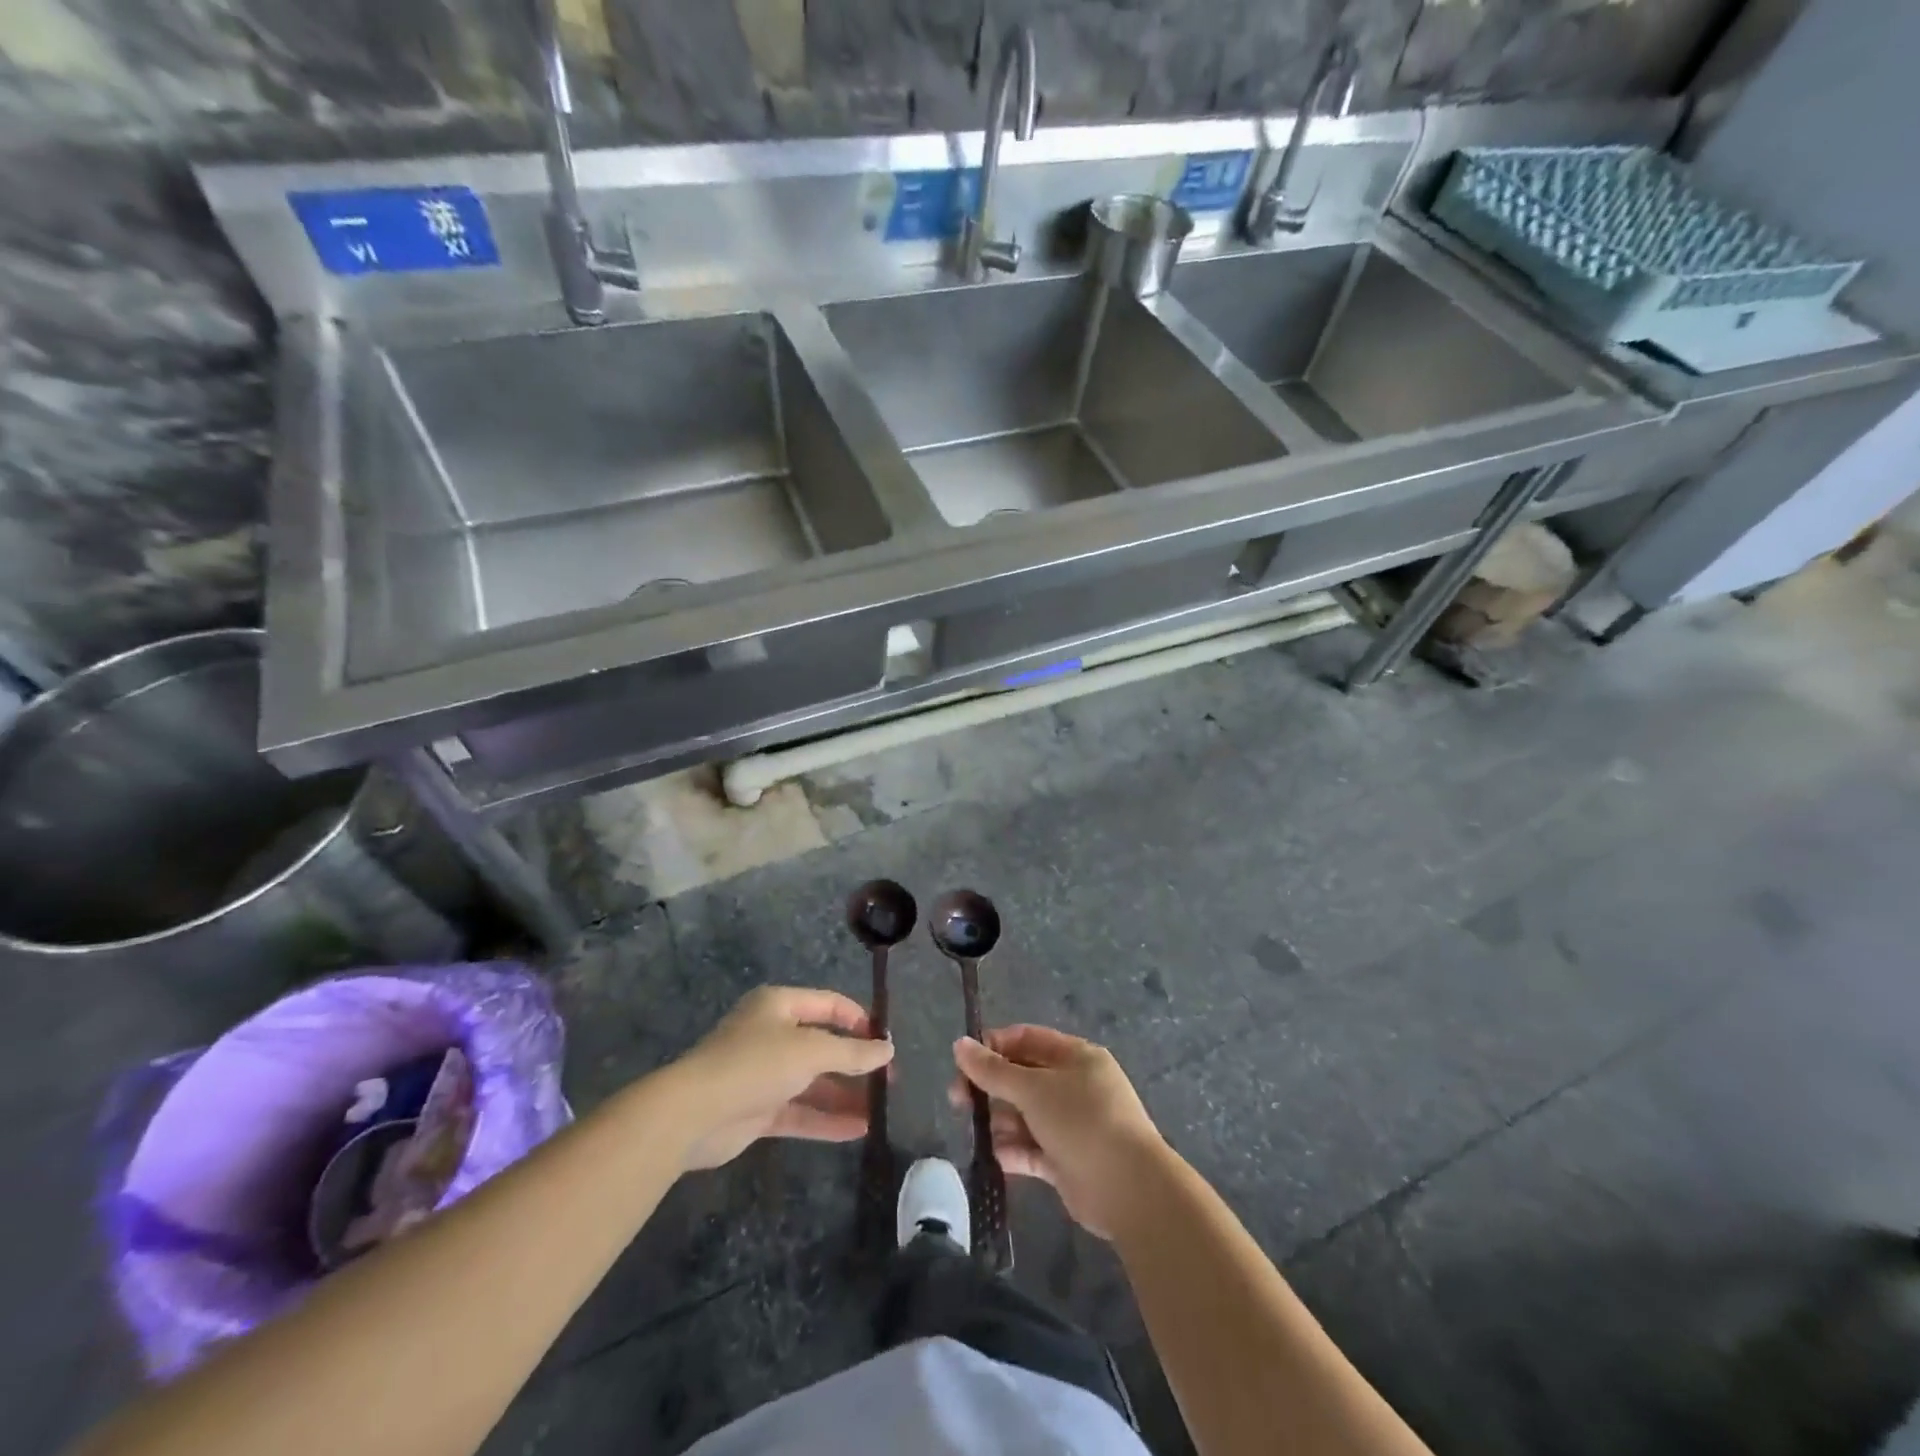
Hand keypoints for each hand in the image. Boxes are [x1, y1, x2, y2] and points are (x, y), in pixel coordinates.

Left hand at [666, 986, 893, 1171]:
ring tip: (880, 1109)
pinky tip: (858, 1129)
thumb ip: (852, 1052)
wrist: (692, 1114)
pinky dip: (827, 1119)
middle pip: (822, 1045)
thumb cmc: (755, 1064)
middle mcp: (771, 1034)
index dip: (859, 1020)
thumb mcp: (810, 1050)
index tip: (885, 1042)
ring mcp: (764, 1074)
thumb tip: (888, 1050)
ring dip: (844, 1094)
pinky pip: (800, 1111)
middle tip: (889, 1080)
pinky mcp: (758, 1111)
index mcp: (779, 1005)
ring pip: (813, 1081)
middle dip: (855, 1062)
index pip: (828, 1004)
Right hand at [950, 1025, 1167, 1237]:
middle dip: (992, 1088)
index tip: (964, 1062)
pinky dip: (1015, 1151)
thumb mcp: (1033, 1089)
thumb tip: (959, 1045)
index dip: (994, 1046)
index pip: (1027, 1039)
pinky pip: (1033, 1148)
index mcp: (1075, 1056)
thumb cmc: (1082, 1121)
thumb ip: (993, 1070)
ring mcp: (1072, 1124)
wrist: (1129, 1189)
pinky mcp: (1067, 1161)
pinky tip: (1000, 1157)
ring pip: (1025, 1115)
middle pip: (1022, 1077)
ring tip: (985, 1134)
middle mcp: (1074, 1086)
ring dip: (1001, 1122)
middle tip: (959, 1101)